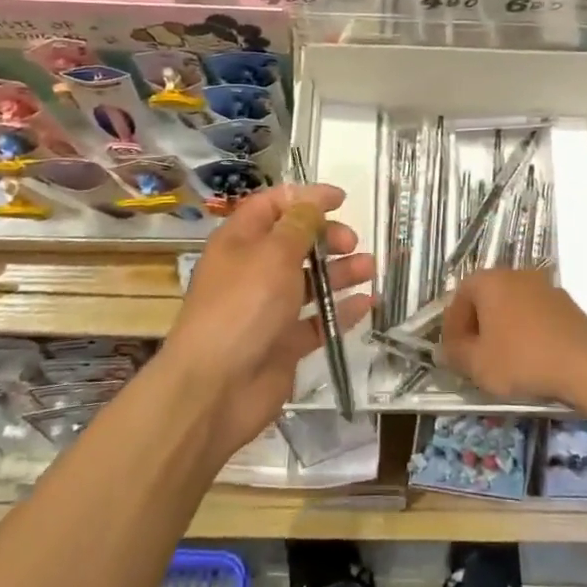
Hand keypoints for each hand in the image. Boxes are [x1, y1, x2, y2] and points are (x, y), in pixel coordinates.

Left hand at [165, 183, 373, 457]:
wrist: (216, 389)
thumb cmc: (243, 306)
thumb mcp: (274, 253)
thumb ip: (300, 224)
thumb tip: (314, 200)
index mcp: (240, 241)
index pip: (272, 206)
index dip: (305, 198)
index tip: (341, 199)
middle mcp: (252, 271)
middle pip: (294, 242)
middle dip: (326, 236)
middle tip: (351, 243)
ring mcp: (267, 309)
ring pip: (309, 281)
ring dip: (340, 272)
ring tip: (369, 269)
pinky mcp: (282, 344)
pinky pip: (316, 320)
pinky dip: (341, 311)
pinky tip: (367, 303)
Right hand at [440, 268, 586, 404]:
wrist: (586, 365)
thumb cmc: (522, 360)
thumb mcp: (477, 365)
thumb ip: (455, 354)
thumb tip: (447, 349)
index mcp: (490, 281)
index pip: (459, 296)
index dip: (452, 326)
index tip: (453, 353)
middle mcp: (516, 274)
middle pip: (486, 298)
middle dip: (477, 326)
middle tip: (475, 356)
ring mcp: (545, 286)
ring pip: (512, 306)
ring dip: (503, 329)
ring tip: (503, 360)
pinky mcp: (566, 304)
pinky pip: (535, 315)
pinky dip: (527, 332)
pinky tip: (530, 358)